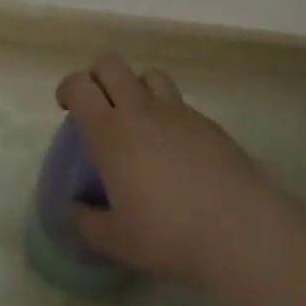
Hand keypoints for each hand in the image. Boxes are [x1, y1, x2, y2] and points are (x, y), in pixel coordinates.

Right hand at [56, 55, 283, 288]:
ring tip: (137, 117)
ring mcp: (177, 111)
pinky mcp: (207, 121)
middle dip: (96, 75)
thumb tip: (74, 209)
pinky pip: (179, 102)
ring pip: (148, 75)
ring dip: (135, 87)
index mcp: (110, 131)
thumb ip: (86, 222)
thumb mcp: (116, 241)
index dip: (68, 88)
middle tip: (96, 103)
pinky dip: (167, 112)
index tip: (66, 105)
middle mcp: (140, 109)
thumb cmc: (167, 233)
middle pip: (111, 65)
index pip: (80, 86)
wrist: (238, 228)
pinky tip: (174, 146)